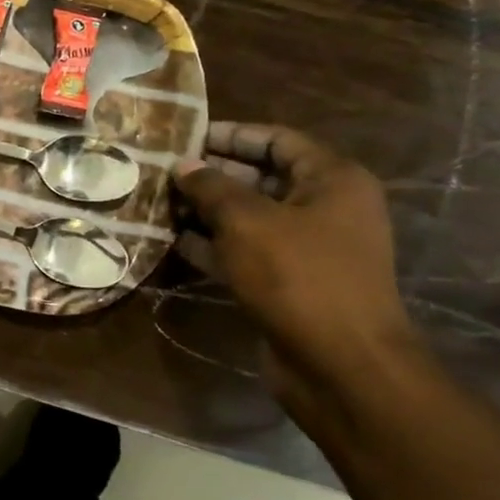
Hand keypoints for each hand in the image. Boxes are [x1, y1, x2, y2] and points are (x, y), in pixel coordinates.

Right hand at [175, 122, 420, 417]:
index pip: (277, 140)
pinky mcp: (288, 283)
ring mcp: (308, 249)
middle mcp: (325, 208)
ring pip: (249, 218)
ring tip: (159, 202)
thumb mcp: (247, 221)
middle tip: (163, 171)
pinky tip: (172, 240)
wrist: (341, 364)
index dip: (231, 135)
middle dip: (212, 175)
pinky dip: (212, 245)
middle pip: (261, 178)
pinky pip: (246, 252)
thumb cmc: (298, 276)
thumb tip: (182, 165)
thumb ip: (211, 187)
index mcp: (332, 180)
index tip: (185, 136)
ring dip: (206, 211)